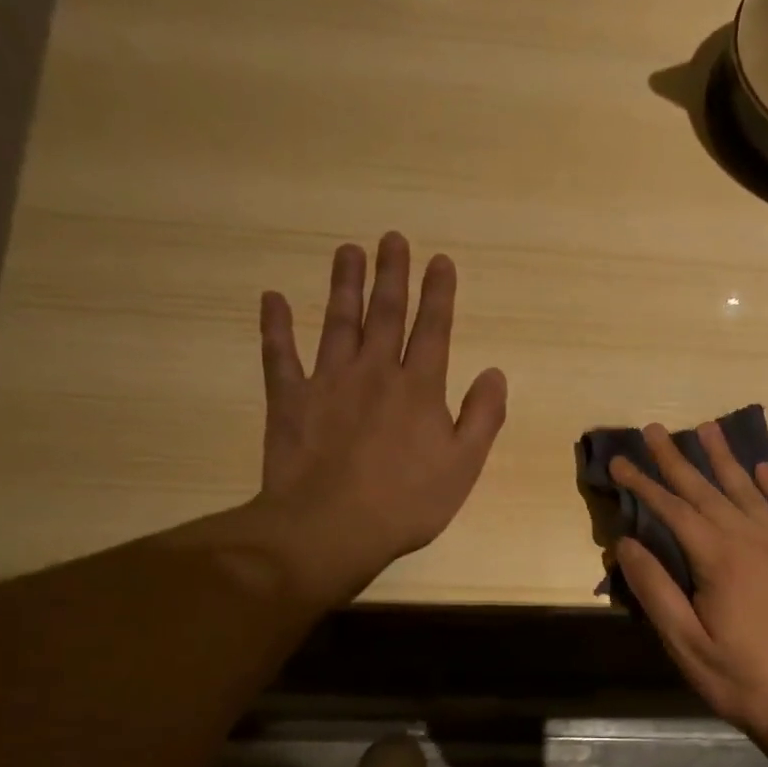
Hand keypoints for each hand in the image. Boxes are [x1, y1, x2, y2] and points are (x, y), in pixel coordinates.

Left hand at [256, 232, 506, 604]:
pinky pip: (279, 355)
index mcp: (419, 388)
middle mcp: (374, 372)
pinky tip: (273, 298)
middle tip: (391, 239)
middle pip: (385, 313)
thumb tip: (494, 373)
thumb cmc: (407, 502)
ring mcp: (328, 382)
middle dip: (392, 274)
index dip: (438, 293)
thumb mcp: (463, 465)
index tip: (439, 260)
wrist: (331, 527)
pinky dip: (275, 326)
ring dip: (344, 285)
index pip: (433, 329)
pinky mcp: (289, 400)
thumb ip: (482, 416)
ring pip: (337, 322)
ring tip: (347, 251)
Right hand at [611, 423, 767, 751]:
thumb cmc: (738, 678)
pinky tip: (765, 470)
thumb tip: (625, 542)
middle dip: (677, 459)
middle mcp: (754, 539)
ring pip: (750, 491)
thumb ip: (654, 589)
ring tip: (707, 429)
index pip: (673, 509)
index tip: (620, 461)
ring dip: (725, 459)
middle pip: (708, 490)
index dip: (644, 484)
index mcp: (719, 559)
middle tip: (654, 429)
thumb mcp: (684, 643)